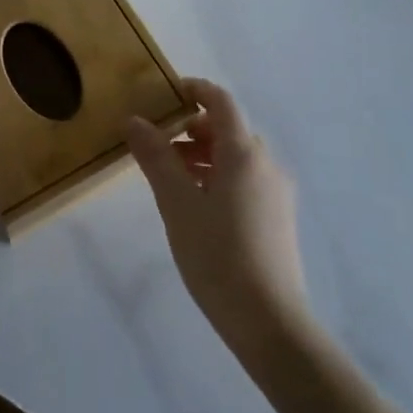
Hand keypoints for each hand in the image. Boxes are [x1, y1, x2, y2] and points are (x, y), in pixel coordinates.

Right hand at [128, 78, 312, 355]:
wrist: (269, 322)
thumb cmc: (217, 255)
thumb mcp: (177, 203)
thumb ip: (155, 157)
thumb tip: (134, 121)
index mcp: (244, 153)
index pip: (221, 102)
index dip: (195, 90)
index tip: (167, 93)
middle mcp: (266, 164)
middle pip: (229, 129)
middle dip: (192, 129)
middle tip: (158, 146)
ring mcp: (276, 192)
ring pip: (236, 157)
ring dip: (204, 155)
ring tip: (171, 179)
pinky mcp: (277, 218)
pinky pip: (245, 180)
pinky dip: (218, 176)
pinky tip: (196, 206)